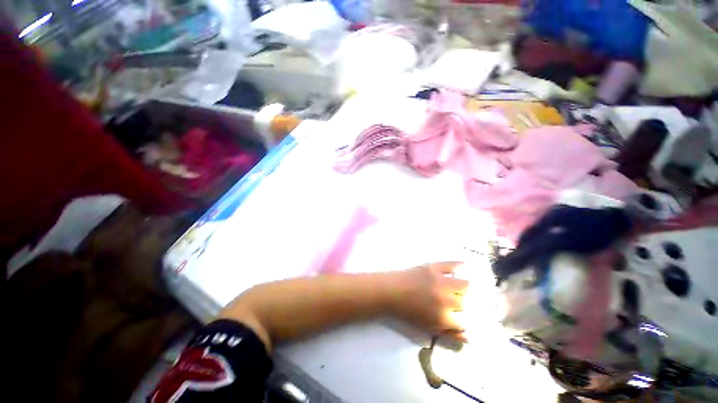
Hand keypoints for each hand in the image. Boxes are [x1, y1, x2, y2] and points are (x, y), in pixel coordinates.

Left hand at [389, 262, 468, 337]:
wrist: (392, 291)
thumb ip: (449, 333)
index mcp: (443, 317)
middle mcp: (445, 299)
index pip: (464, 321)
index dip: (461, 319)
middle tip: (452, 301)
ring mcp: (440, 281)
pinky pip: (451, 265)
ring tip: (458, 287)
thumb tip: (469, 336)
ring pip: (464, 284)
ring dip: (463, 288)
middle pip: (464, 302)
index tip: (457, 316)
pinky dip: (459, 265)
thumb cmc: (408, 311)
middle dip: (460, 304)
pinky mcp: (433, 268)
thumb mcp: (428, 327)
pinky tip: (464, 266)